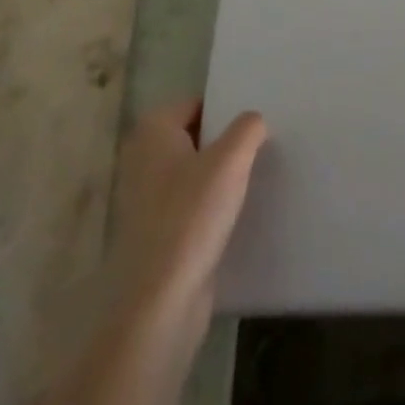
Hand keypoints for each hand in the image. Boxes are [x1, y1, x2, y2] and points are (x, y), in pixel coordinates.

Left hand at [107, 98, 266, 360]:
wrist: (161, 301)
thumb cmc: (192, 217)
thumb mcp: (230, 160)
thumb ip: (247, 129)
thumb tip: (254, 121)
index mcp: (152, 133)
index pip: (196, 104)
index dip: (226, 109)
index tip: (256, 121)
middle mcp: (142, 160)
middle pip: (195, 137)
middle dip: (225, 142)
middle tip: (261, 144)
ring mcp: (146, 200)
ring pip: (193, 173)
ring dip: (220, 176)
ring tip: (256, 176)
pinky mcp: (157, 234)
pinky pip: (191, 205)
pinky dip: (212, 206)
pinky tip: (238, 213)